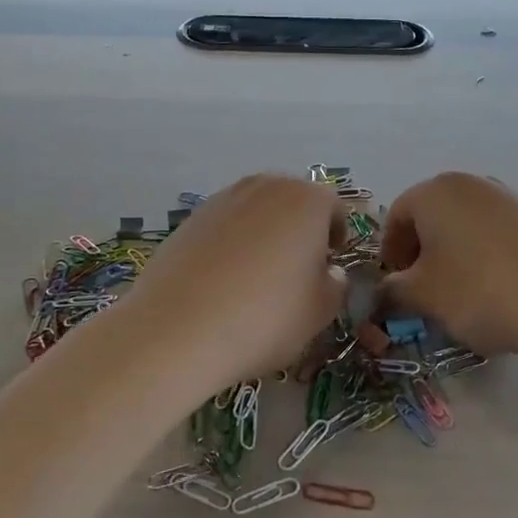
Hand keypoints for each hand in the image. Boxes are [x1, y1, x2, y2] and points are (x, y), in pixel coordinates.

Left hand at [115, 174, 346, 392]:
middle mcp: (266, 187)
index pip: (334, 207)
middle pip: (293, 201)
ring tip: (258, 275)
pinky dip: (232, 243)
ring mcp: (223, 199)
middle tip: (298, 267)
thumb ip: (335, 284)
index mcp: (307, 200)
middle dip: (300, 228)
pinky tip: (224, 280)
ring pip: (257, 210)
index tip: (331, 262)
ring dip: (265, 232)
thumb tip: (329, 272)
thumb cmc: (266, 317)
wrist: (179, 329)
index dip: (337, 234)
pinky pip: (225, 225)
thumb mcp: (320, 311)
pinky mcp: (190, 218)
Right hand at [381, 172, 517, 360]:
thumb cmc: (480, 291)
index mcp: (436, 191)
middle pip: (434, 216)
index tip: (395, 286)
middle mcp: (473, 183)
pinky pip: (500, 235)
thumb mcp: (423, 297)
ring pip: (468, 226)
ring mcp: (512, 197)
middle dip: (423, 253)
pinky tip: (500, 291)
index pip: (398, 216)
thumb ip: (392, 291)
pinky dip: (489, 258)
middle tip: (424, 292)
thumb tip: (383, 293)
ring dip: (456, 256)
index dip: (390, 253)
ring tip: (463, 295)